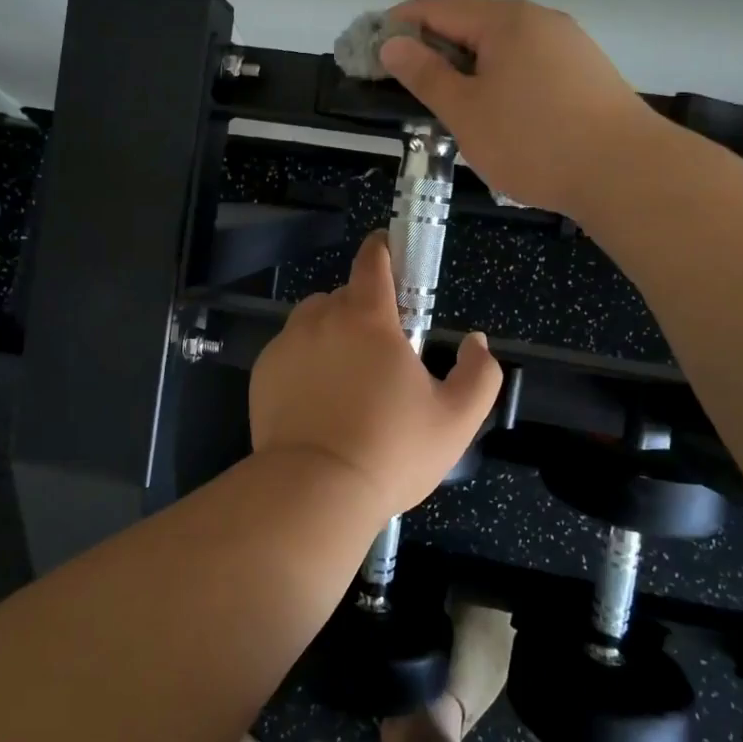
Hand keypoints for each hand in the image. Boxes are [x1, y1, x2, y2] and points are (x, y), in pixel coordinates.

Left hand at [249, 234, 502, 519]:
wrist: (314, 491)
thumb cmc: (391, 451)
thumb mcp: (455, 419)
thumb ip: (479, 374)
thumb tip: (476, 342)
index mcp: (368, 318)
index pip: (372, 261)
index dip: (383, 250)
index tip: (389, 252)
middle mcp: (322, 318)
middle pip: (345, 294)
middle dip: (364, 309)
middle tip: (380, 351)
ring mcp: (287, 344)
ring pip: (313, 319)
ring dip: (331, 331)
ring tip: (345, 375)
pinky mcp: (263, 371)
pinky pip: (289, 349)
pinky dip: (304, 360)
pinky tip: (316, 399)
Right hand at [379, 0, 660, 220]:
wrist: (626, 173)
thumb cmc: (534, 141)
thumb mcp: (466, 112)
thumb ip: (425, 75)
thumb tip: (393, 43)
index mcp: (505, 20)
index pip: (438, 7)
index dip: (399, 24)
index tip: (371, 50)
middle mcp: (539, 20)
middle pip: (471, 22)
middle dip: (432, 48)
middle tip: (403, 83)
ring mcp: (568, 44)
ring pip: (502, 46)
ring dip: (467, 66)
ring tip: (446, 102)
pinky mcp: (585, 72)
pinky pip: (527, 64)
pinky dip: (499, 78)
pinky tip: (495, 111)